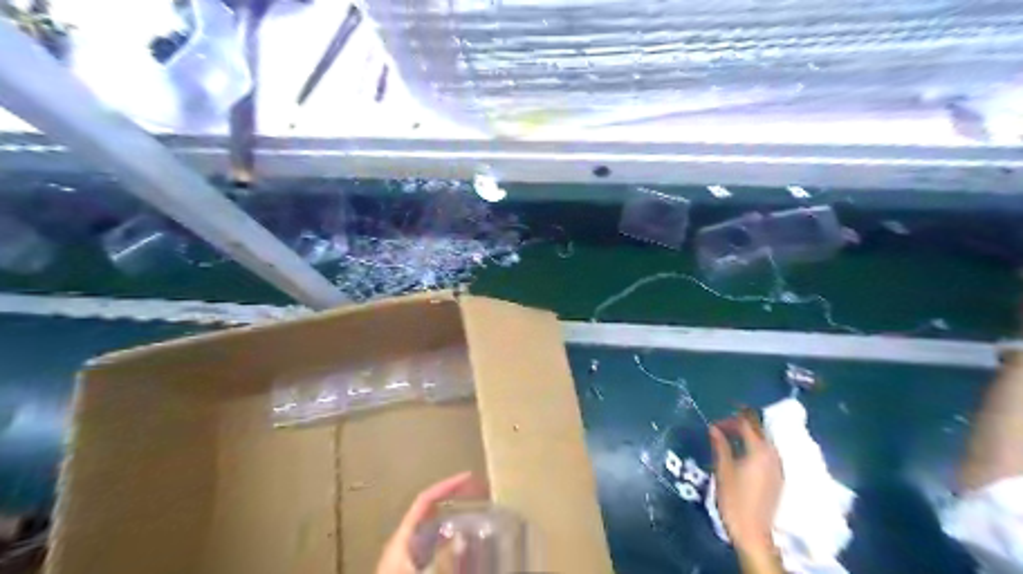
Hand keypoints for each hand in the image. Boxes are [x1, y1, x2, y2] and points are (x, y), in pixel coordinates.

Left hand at [376, 470, 484, 573]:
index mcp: (402, 540)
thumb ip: (441, 560)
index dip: (447, 486)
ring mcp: (406, 560)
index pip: (425, 501)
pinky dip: (451, 545)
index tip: (470, 478)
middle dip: (454, 502)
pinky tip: (465, 552)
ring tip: (477, 520)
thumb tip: (461, 536)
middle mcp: (403, 545)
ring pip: (434, 533)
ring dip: (454, 523)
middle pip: (430, 513)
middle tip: (479, 497)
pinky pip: (434, 551)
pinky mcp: (410, 569)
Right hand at [712, 415, 783, 554]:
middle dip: (741, 424)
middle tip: (722, 427)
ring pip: (764, 441)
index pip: (746, 424)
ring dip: (748, 435)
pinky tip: (742, 454)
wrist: (753, 532)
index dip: (730, 419)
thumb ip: (720, 446)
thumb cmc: (734, 499)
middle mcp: (772, 455)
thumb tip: (714, 428)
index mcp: (759, 450)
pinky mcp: (777, 477)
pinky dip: (754, 447)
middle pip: (759, 430)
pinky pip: (767, 453)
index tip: (714, 424)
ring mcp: (777, 467)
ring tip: (730, 439)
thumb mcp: (723, 470)